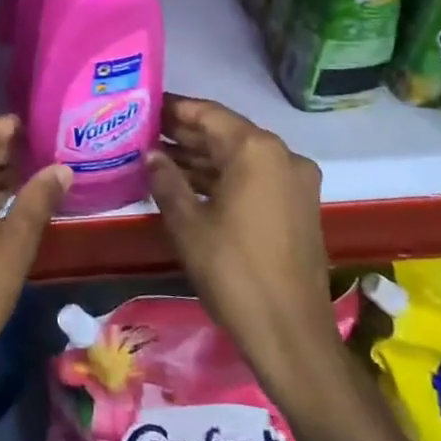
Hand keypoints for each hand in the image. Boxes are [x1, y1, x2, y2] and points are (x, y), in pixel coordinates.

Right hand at [149, 94, 337, 364]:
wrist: (290, 333)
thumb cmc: (233, 271)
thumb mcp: (187, 223)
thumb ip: (166, 179)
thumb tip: (151, 154)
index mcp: (257, 150)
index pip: (208, 113)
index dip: (173, 108)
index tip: (143, 106)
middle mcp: (282, 156)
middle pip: (225, 133)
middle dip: (185, 133)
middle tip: (144, 132)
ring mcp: (295, 182)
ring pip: (239, 157)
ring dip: (201, 157)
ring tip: (157, 156)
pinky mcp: (297, 206)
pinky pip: (254, 178)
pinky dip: (222, 177)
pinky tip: (187, 183)